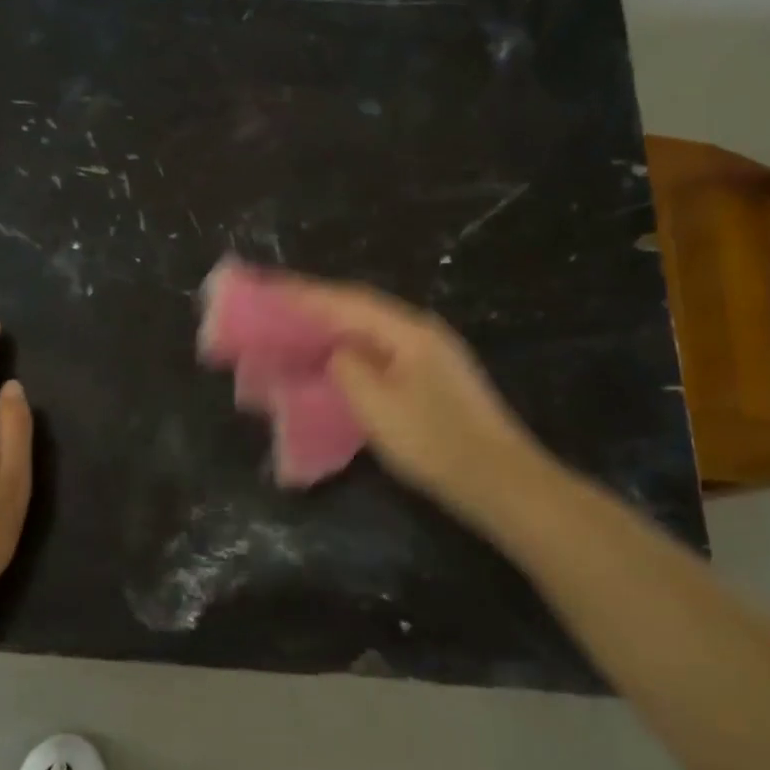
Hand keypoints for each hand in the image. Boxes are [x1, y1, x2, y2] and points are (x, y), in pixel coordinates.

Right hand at [282, 277, 557, 531]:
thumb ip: (347, 368)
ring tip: (296, 328)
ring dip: (332, 327)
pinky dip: (350, 350)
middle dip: (317, 304)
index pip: (346, 300)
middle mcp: (420, 332)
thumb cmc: (434, 442)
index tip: (269, 287)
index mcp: (407, 330)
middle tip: (276, 304)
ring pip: (370, 330)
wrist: (499, 481)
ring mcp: (430, 355)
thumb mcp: (378, 406)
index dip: (305, 293)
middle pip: (360, 307)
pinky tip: (335, 361)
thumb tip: (336, 353)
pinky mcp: (432, 379)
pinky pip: (380, 350)